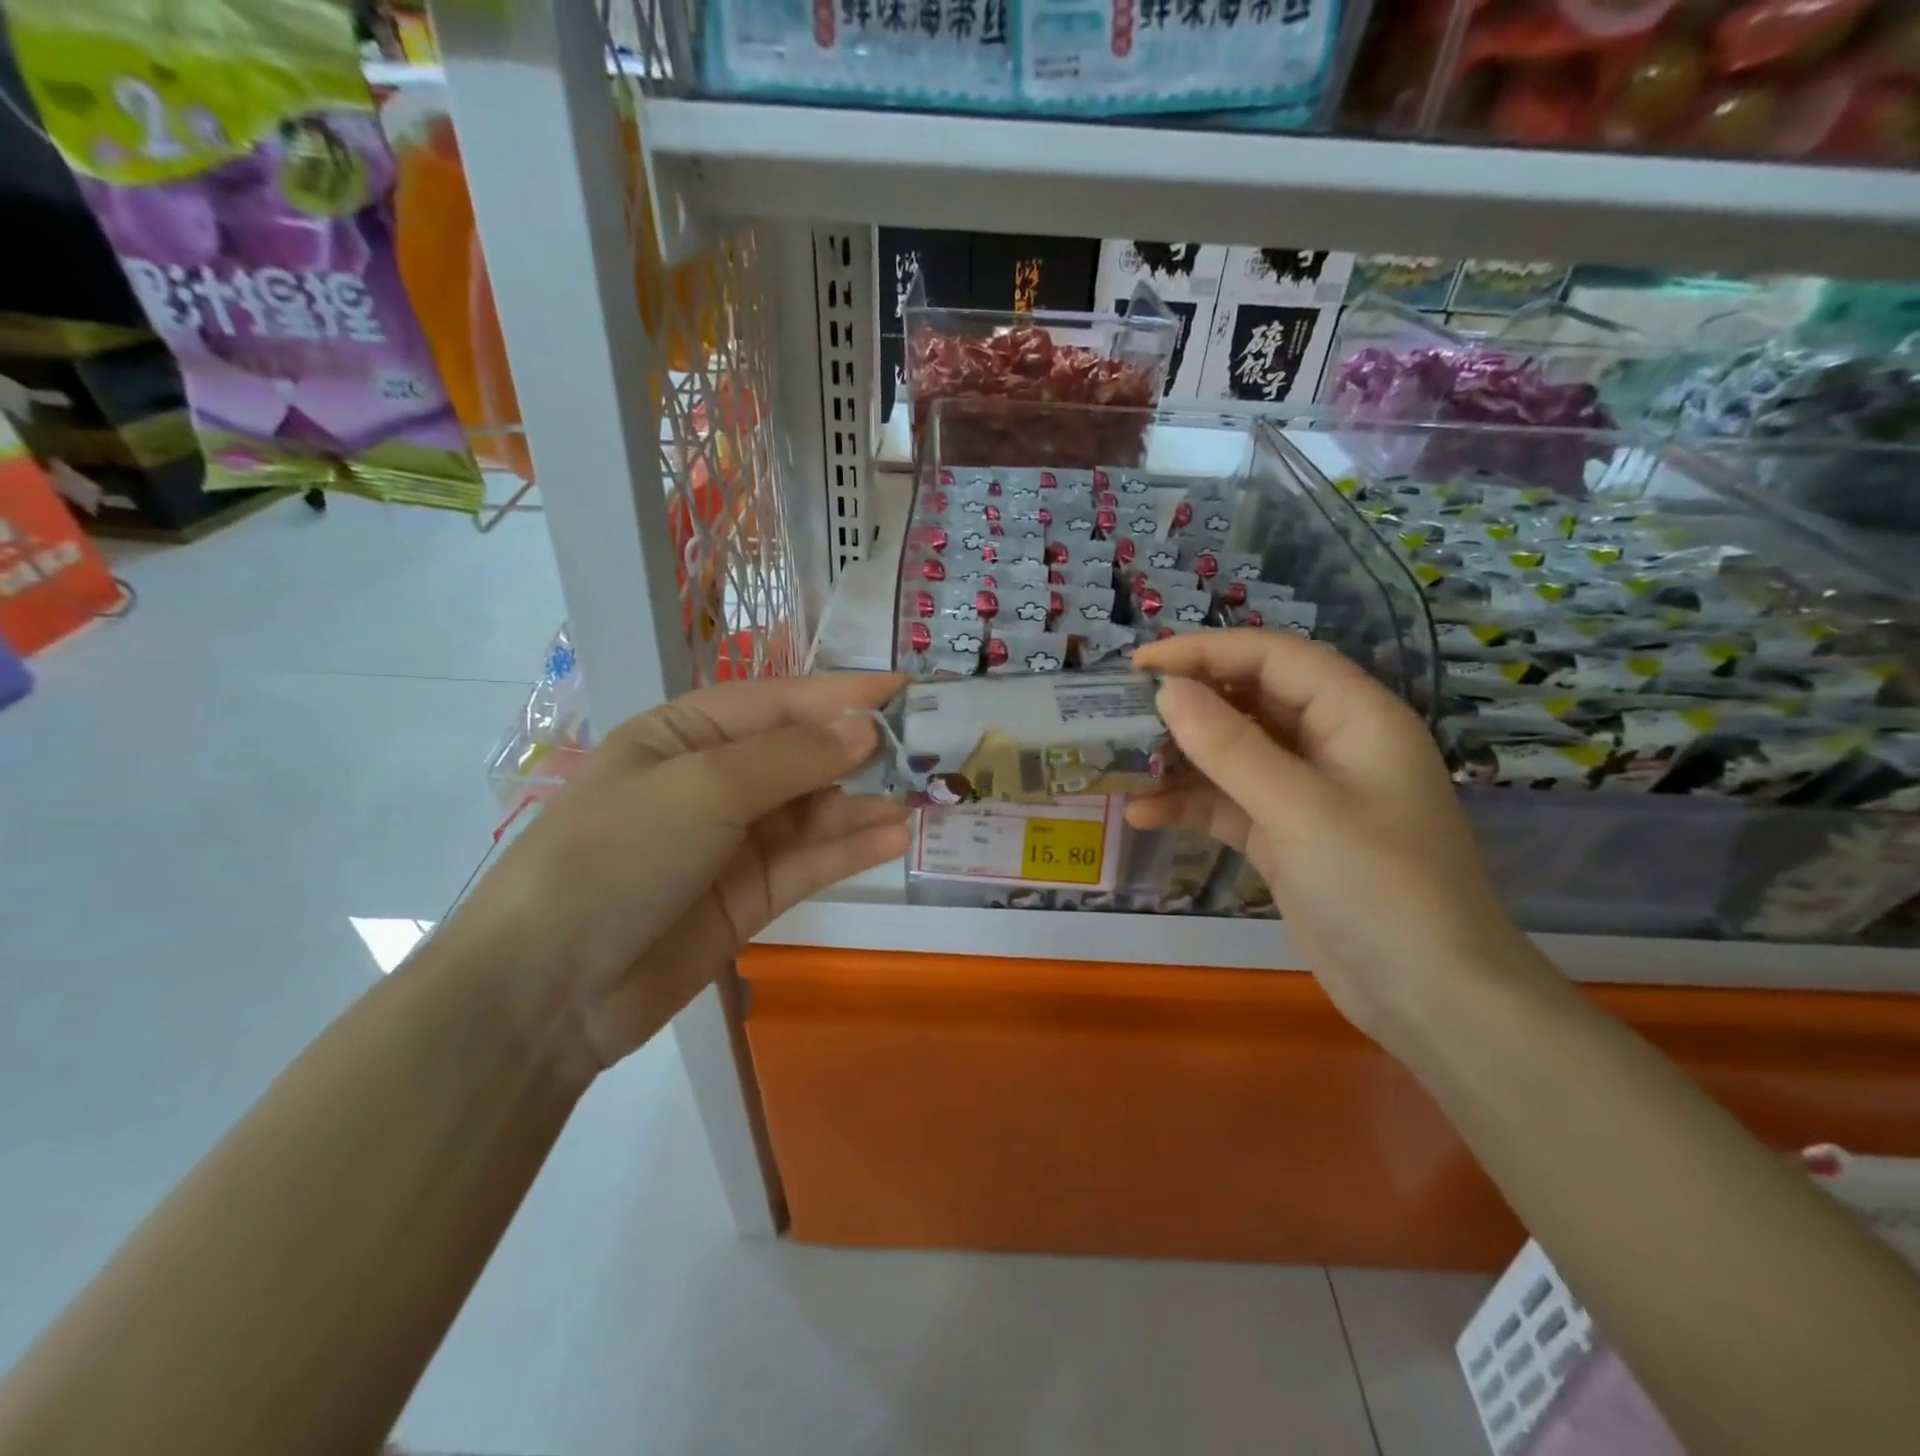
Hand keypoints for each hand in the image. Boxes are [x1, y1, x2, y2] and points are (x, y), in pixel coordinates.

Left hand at [437, 673, 910, 1075]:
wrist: (548, 991)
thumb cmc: (615, 857)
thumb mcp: (701, 789)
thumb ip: (789, 758)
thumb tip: (866, 730)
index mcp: (685, 735)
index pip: (778, 703)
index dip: (841, 694)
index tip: (905, 687)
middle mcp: (714, 781)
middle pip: (801, 756)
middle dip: (860, 752)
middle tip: (929, 749)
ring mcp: (733, 842)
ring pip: (813, 812)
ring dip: (862, 803)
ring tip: (921, 798)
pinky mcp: (750, 896)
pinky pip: (809, 863)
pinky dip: (850, 849)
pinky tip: (893, 838)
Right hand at [1127, 631, 1536, 1047]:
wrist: (1431, 999)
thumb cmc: (1380, 887)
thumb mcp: (1300, 809)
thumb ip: (1230, 746)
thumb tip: (1168, 690)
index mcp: (1355, 716)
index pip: (1273, 658)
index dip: (1205, 651)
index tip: (1140, 665)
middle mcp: (1332, 744)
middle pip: (1249, 701)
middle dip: (1187, 705)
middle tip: (1120, 713)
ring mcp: (1307, 793)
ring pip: (1233, 754)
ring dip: (1180, 759)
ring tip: (1122, 765)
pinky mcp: (1286, 836)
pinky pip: (1229, 803)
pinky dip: (1189, 805)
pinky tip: (1144, 814)